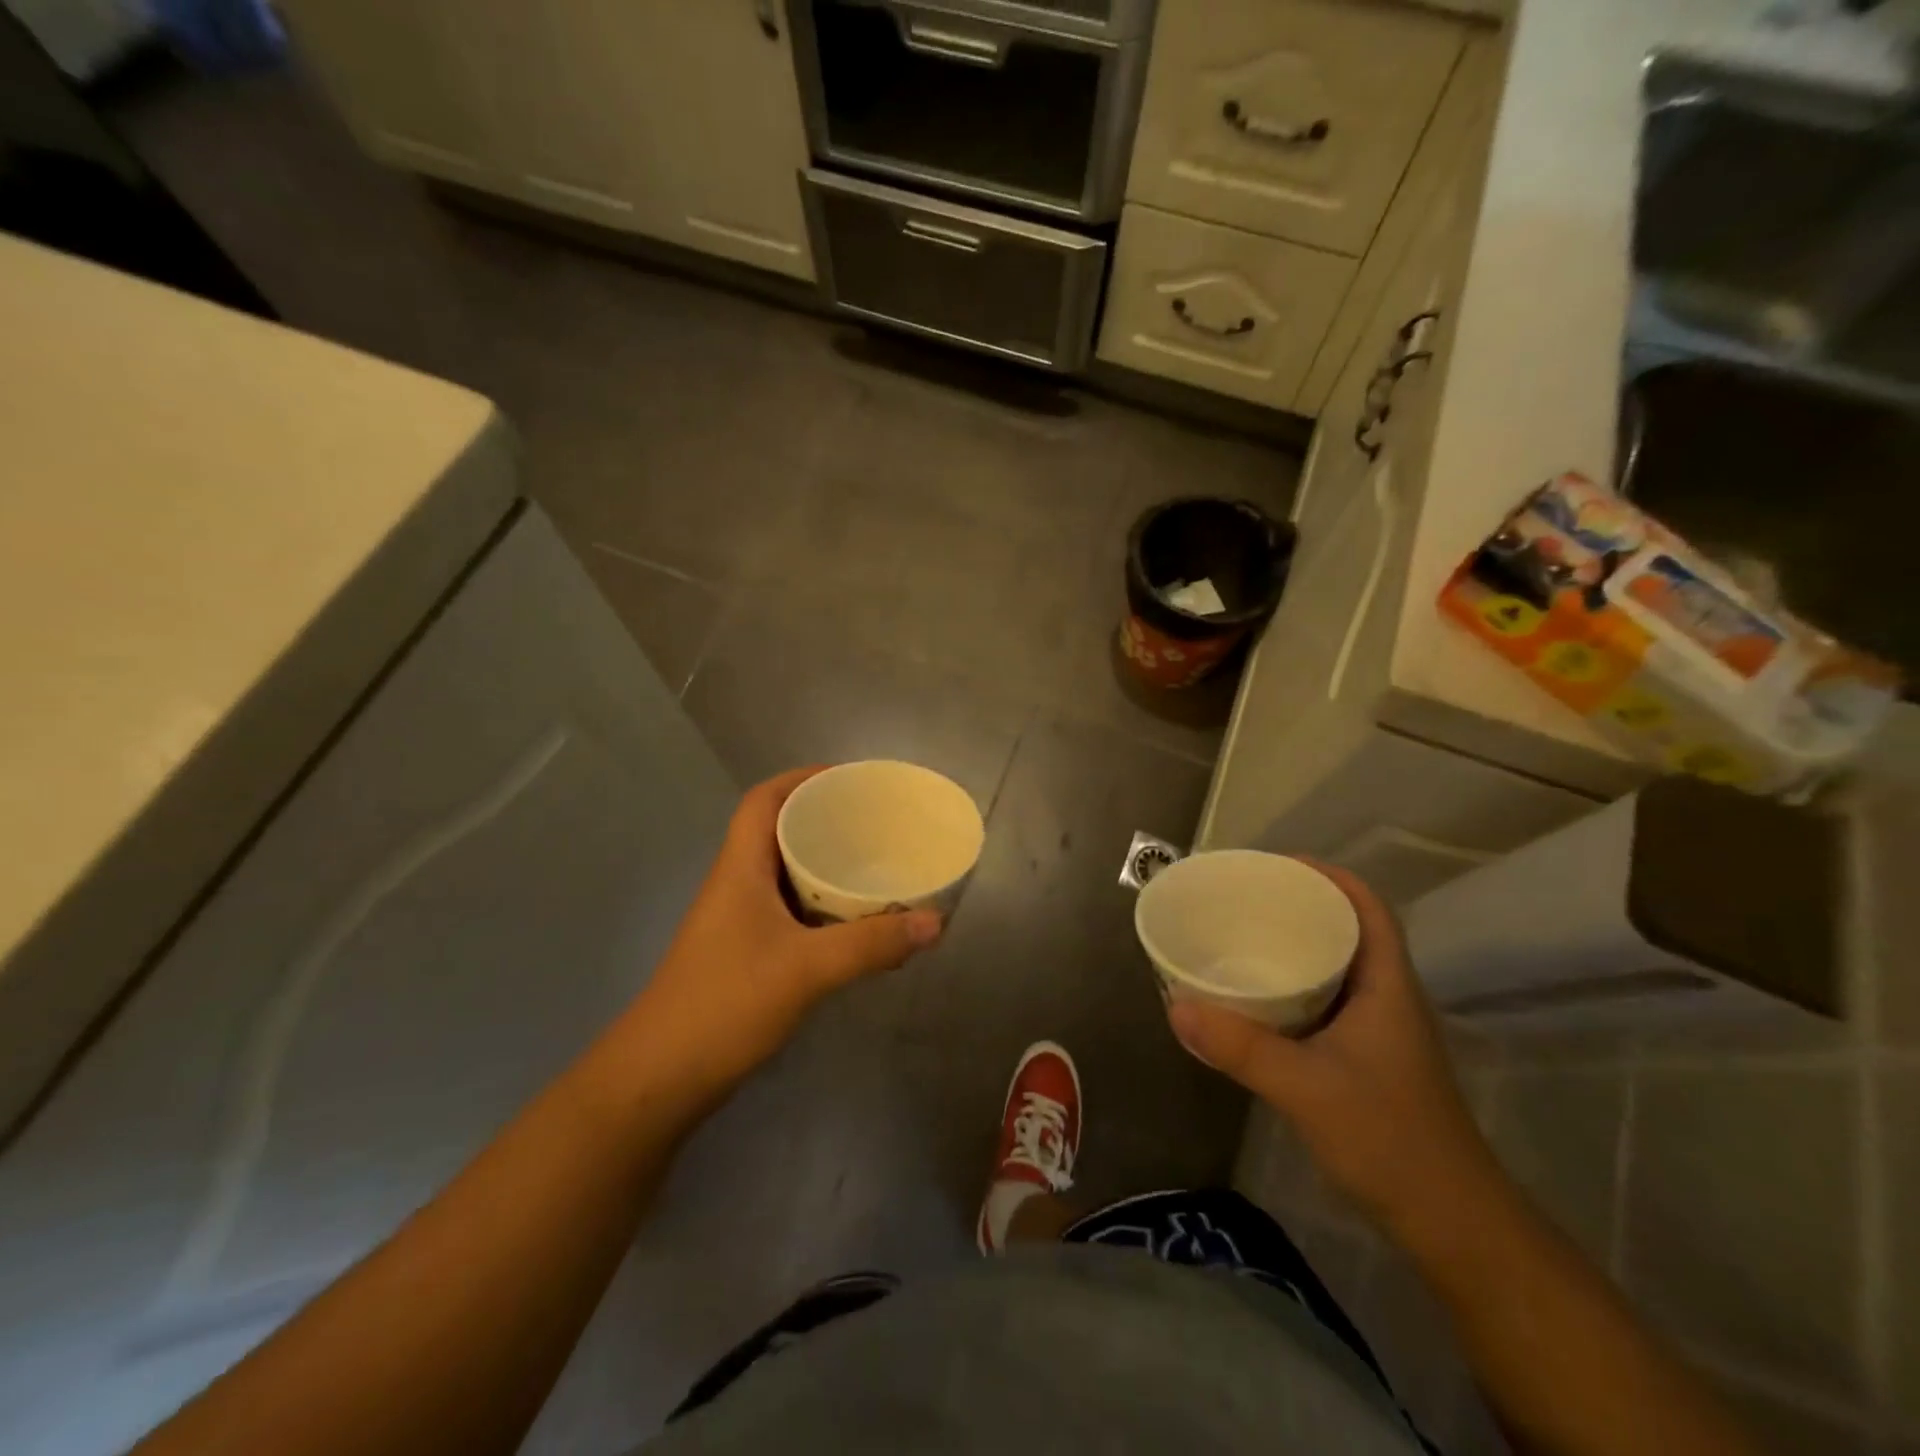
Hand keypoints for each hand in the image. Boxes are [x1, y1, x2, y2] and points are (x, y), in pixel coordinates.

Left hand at [633, 768, 941, 1092]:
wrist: (661, 1078)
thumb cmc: (726, 1004)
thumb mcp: (807, 969)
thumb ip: (872, 945)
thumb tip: (934, 923)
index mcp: (740, 868)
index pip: (764, 800)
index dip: (802, 779)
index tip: (848, 781)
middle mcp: (736, 885)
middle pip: (778, 832)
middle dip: (824, 821)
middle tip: (874, 825)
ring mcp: (738, 922)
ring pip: (786, 876)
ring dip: (825, 868)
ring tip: (874, 867)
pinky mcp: (745, 954)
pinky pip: (790, 913)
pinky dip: (822, 910)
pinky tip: (855, 926)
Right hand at [1166, 861, 1499, 1242]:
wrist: (1451, 1225)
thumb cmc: (1390, 1140)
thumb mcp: (1306, 1087)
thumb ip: (1241, 1047)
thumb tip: (1176, 1006)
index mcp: (1387, 986)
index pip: (1367, 908)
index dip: (1329, 876)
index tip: (1276, 865)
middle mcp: (1386, 998)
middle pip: (1347, 930)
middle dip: (1300, 906)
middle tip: (1244, 898)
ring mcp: (1378, 1031)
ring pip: (1335, 967)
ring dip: (1295, 947)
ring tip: (1242, 936)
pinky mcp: (1365, 1059)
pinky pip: (1324, 1001)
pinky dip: (1292, 987)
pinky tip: (1256, 999)